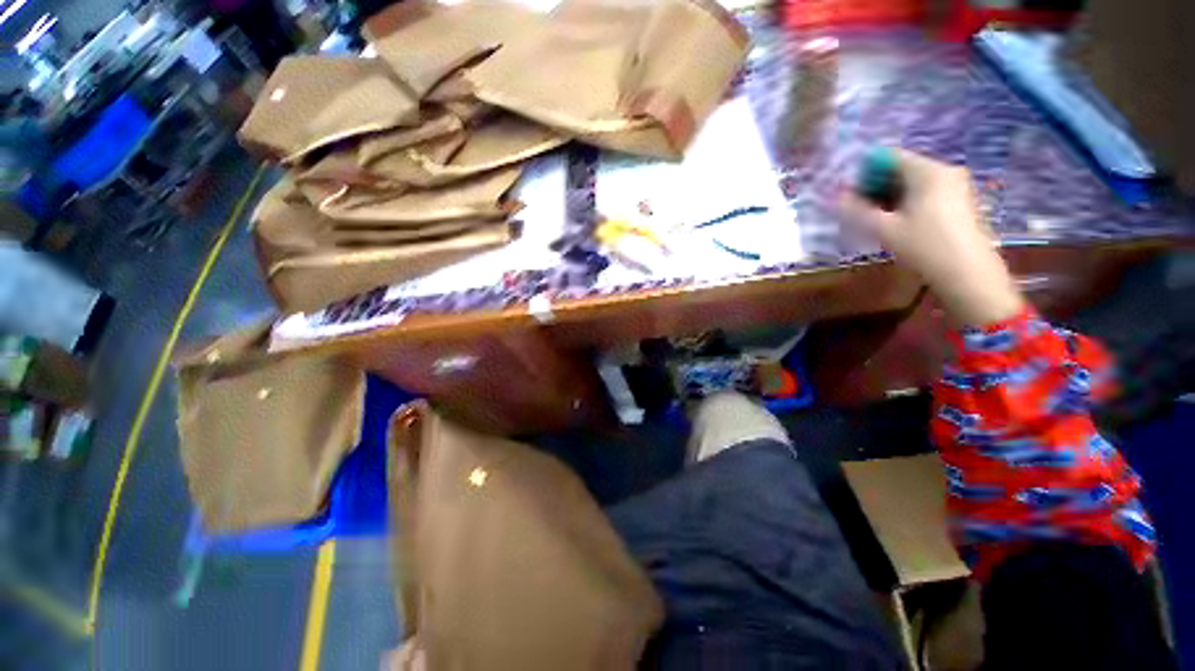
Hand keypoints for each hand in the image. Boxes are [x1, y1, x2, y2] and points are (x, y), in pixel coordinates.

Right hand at [840, 149, 1023, 327]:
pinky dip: (907, 203)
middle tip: (857, 208)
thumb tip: (836, 197)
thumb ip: (857, 210)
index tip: (849, 194)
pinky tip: (897, 224)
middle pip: (902, 169)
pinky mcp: (961, 202)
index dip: (865, 172)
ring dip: (890, 197)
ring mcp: (957, 187)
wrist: (968, 274)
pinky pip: (927, 193)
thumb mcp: (883, 229)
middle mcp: (945, 171)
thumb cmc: (924, 247)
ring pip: (914, 183)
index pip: (889, 157)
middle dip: (876, 186)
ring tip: (874, 219)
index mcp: (928, 172)